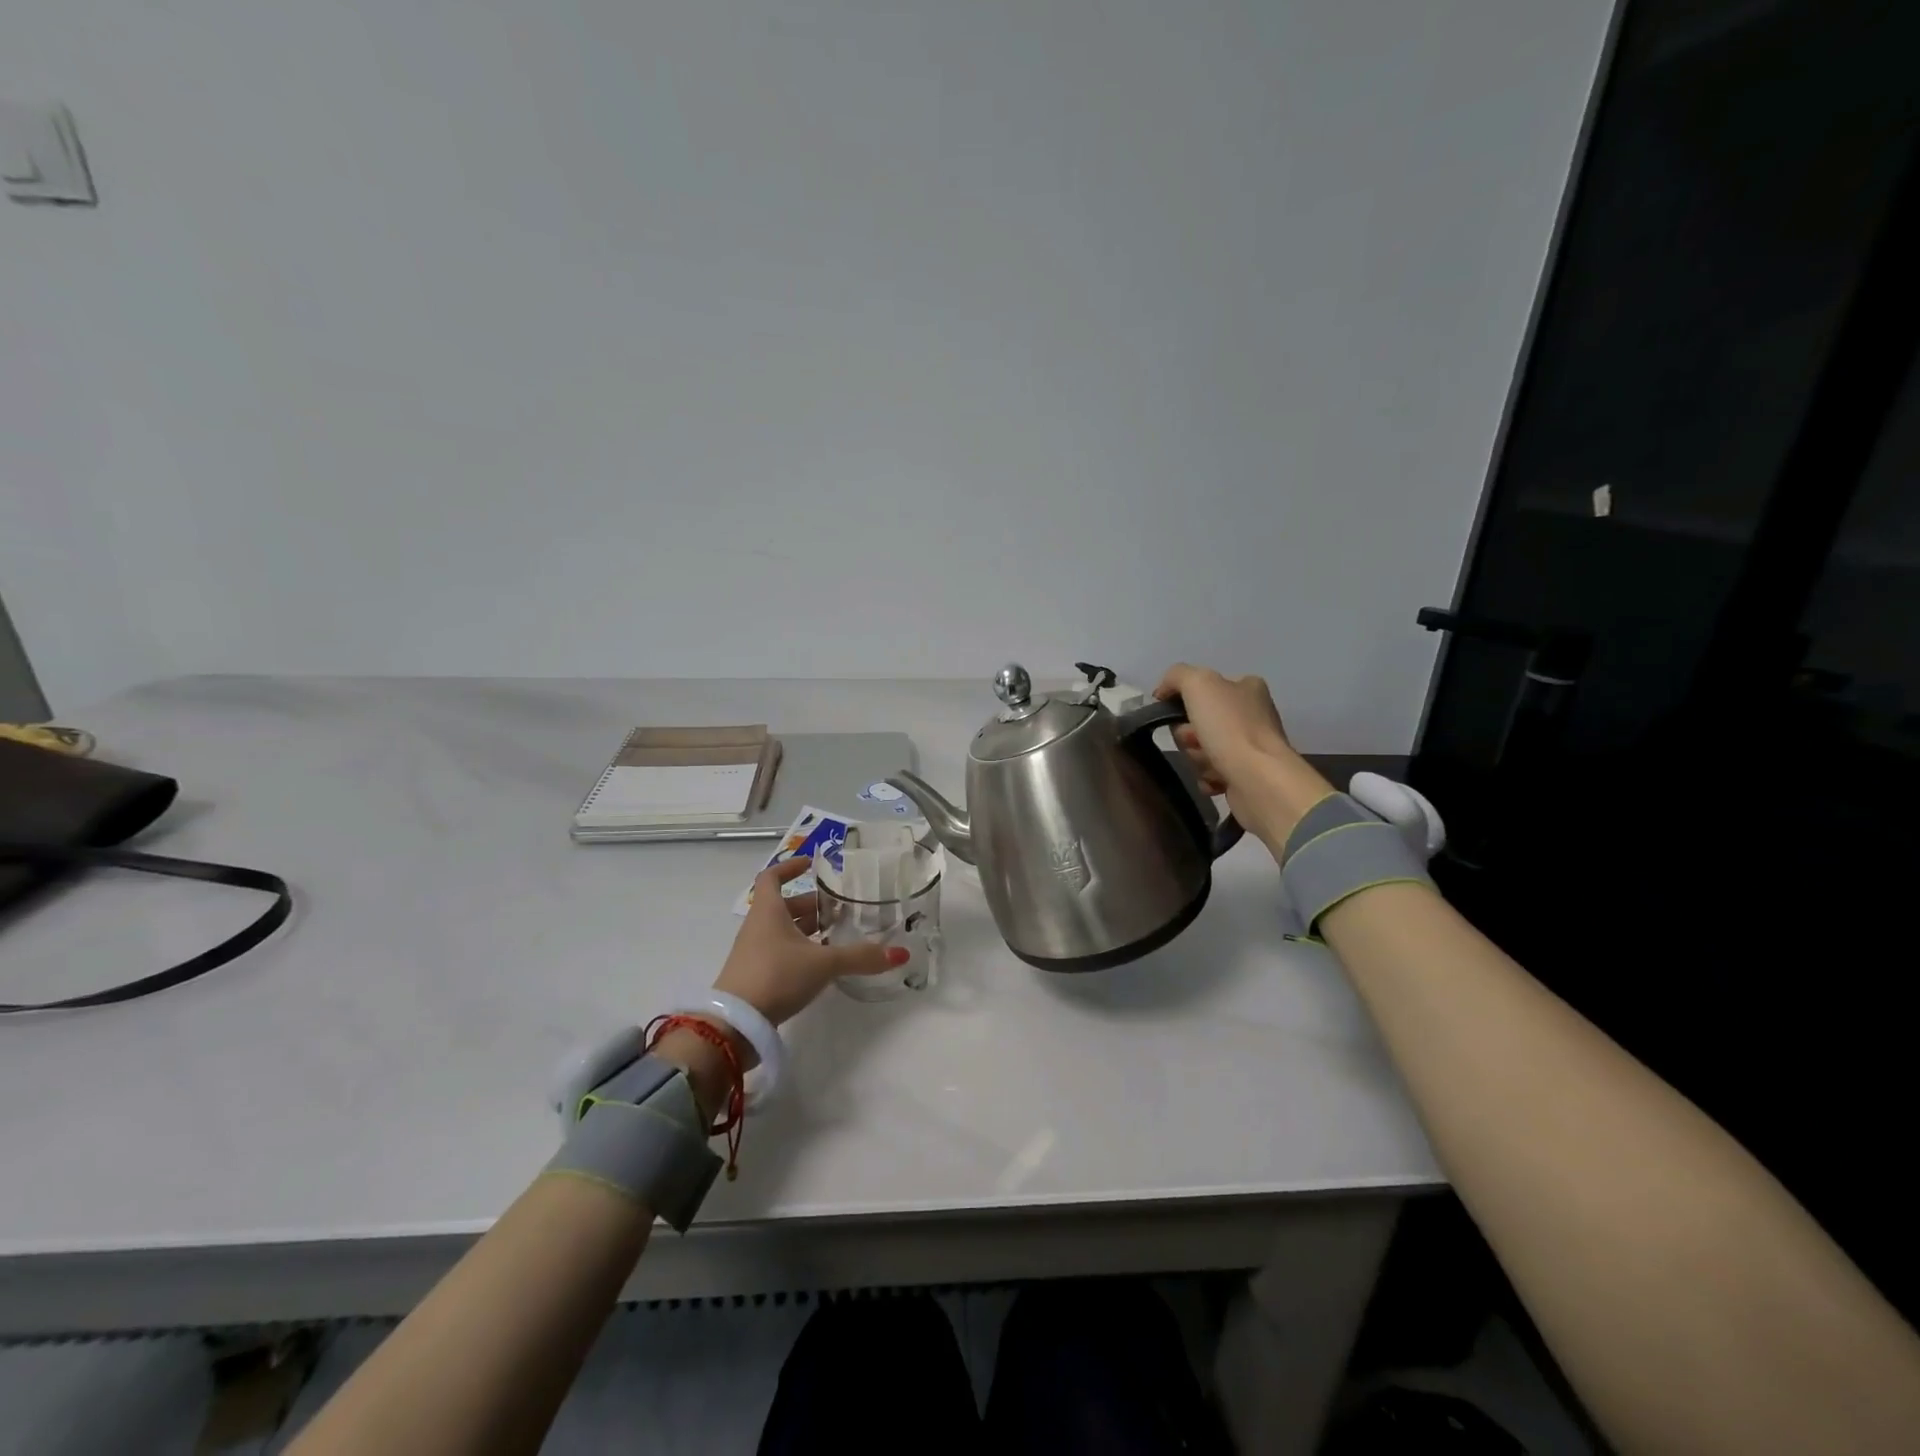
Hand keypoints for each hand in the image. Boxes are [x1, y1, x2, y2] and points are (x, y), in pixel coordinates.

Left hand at [714, 856, 906, 1026]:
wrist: (735, 1024)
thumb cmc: (776, 976)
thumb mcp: (823, 964)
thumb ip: (860, 957)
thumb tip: (900, 953)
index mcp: (768, 911)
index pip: (772, 877)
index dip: (790, 867)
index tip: (812, 865)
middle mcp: (758, 926)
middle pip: (784, 906)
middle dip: (812, 905)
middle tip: (841, 909)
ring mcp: (754, 952)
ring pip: (783, 931)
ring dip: (808, 930)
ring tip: (837, 936)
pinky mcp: (755, 975)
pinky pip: (780, 952)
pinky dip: (800, 951)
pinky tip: (821, 965)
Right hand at [1155, 663, 1333, 850]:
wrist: (1259, 779)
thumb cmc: (1230, 727)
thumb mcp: (1198, 683)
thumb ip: (1176, 676)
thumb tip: (1162, 691)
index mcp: (1247, 687)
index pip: (1203, 688)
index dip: (1184, 702)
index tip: (1179, 714)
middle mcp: (1252, 714)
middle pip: (1198, 722)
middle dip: (1189, 735)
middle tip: (1197, 741)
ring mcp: (1251, 747)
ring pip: (1202, 749)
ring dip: (1198, 758)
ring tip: (1211, 764)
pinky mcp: (1247, 775)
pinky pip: (1211, 774)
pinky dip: (1209, 778)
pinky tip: (1217, 780)